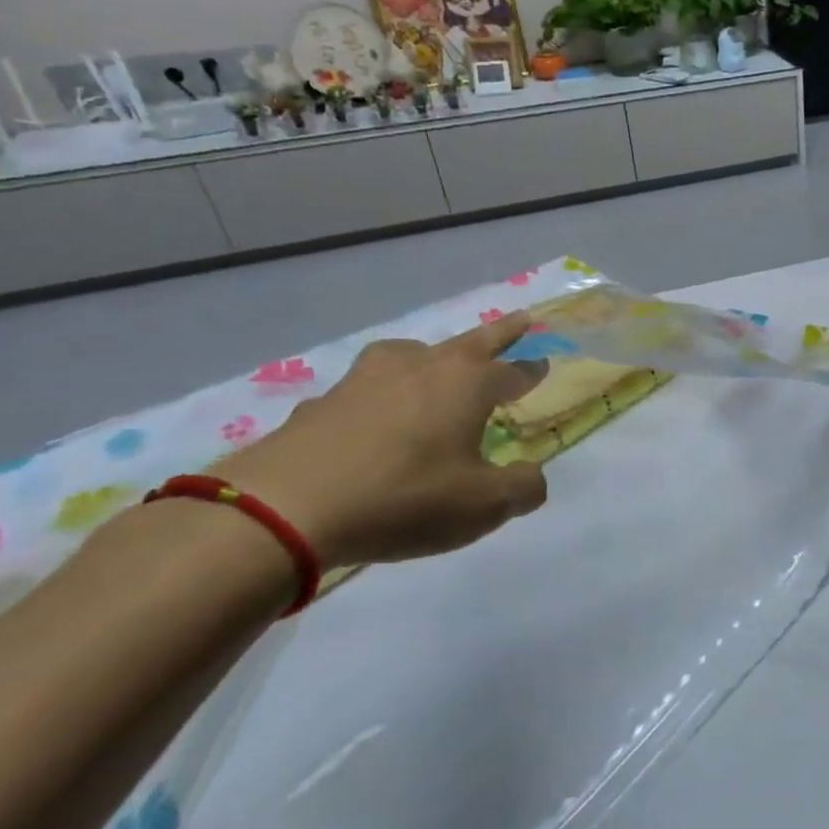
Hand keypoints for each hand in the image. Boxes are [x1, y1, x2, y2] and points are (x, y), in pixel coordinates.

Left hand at [217, 316, 550, 566]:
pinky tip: (373, 419)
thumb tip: (534, 476)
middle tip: (520, 319)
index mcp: (467, 385)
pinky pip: (367, 388)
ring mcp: (367, 379)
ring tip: (435, 366)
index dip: (531, 371)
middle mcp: (422, 368)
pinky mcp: (324, 401)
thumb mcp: (484, 505)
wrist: (285, 508)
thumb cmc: (404, 498)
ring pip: (412, 354)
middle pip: (472, 342)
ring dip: (433, 355)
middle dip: (501, 333)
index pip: (512, 372)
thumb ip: (523, 488)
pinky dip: (381, 394)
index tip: (544, 364)